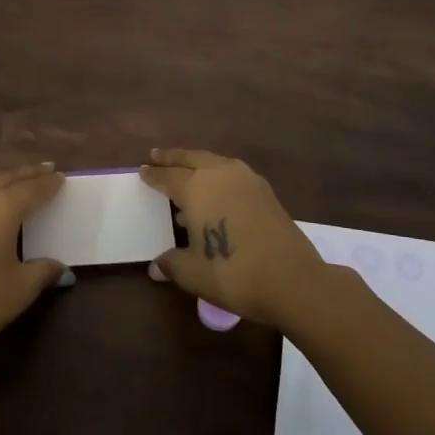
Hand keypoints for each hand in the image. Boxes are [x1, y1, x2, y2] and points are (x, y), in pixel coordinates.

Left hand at [0, 164, 68, 356]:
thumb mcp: (21, 288)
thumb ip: (44, 271)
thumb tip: (62, 269)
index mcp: (3, 207)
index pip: (33, 188)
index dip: (49, 183)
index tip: (61, 176)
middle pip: (6, 177)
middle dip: (27, 174)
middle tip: (45, 169)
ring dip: (0, 177)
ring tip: (12, 180)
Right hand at [138, 148, 330, 329]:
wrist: (293, 280)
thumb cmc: (234, 273)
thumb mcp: (193, 273)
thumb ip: (172, 264)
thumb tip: (155, 267)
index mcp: (197, 188)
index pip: (167, 176)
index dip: (153, 174)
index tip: (142, 169)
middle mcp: (220, 174)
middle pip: (191, 158)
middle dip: (172, 157)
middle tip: (157, 155)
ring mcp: (247, 180)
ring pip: (215, 162)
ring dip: (197, 164)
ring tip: (186, 174)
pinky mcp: (266, 191)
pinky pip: (233, 174)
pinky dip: (218, 176)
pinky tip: (217, 192)